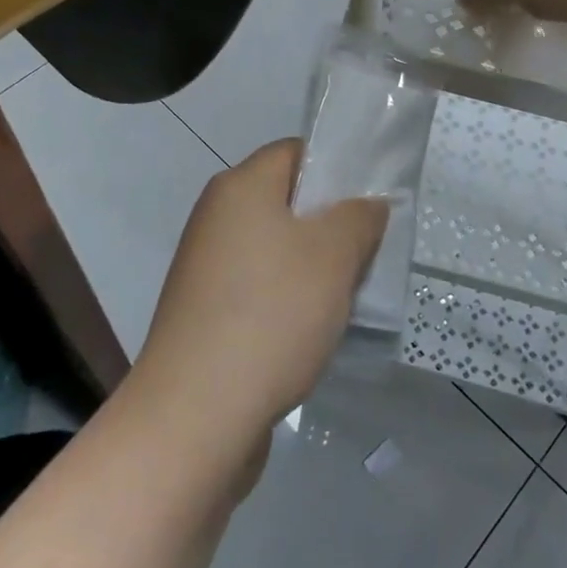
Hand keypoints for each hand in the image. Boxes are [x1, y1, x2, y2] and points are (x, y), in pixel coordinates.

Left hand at [133, 140, 387, 463]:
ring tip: (346, 299)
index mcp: (240, 187)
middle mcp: (216, 217)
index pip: (296, 152)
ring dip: (313, 268)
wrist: (195, 415)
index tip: (372, 204)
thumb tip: (366, 204)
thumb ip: (359, 217)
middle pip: (287, 201)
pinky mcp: (204, 311)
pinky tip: (311, 332)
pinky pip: (259, 287)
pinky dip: (287, 300)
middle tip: (367, 255)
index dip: (337, 169)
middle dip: (331, 224)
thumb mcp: (334, 256)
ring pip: (276, 248)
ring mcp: (206, 266)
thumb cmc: (271, 315)